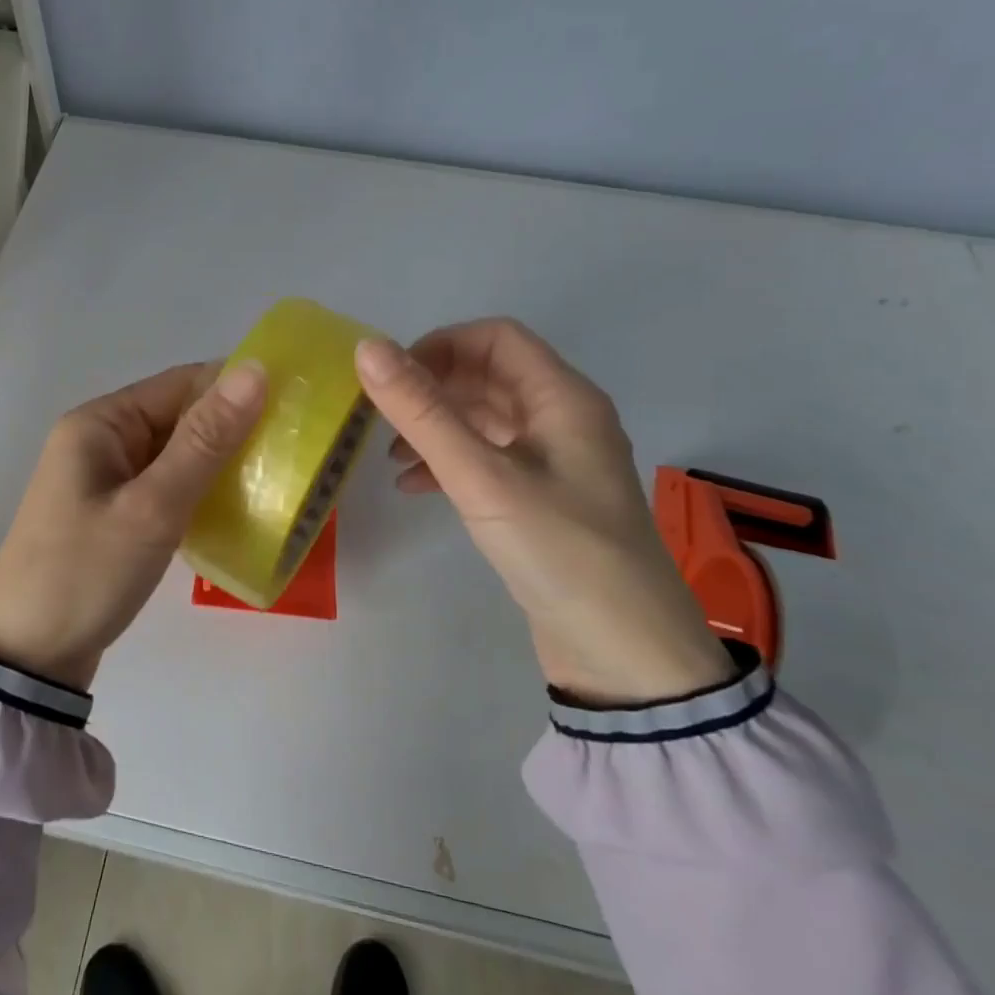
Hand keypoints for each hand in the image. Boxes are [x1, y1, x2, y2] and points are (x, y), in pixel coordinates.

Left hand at [0, 360, 267, 688]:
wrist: (26, 659)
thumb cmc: (86, 572)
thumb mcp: (152, 506)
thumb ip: (205, 440)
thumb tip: (254, 370)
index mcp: (100, 423)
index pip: (180, 384)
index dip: (236, 388)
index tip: (294, 405)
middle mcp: (100, 440)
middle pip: (178, 416)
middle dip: (232, 428)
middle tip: (295, 447)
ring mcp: (105, 479)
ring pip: (176, 453)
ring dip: (219, 462)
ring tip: (278, 475)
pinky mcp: (114, 514)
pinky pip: (165, 485)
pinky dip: (199, 490)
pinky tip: (237, 506)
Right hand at [355, 319, 733, 705]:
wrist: (626, 657)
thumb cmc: (559, 550)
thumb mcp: (481, 477)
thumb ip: (422, 412)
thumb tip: (367, 348)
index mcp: (563, 398)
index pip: (496, 337)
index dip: (440, 345)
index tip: (392, 378)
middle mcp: (564, 419)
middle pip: (488, 376)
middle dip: (432, 389)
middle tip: (380, 418)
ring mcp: (556, 462)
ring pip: (485, 419)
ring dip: (436, 427)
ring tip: (391, 457)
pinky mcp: (544, 500)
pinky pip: (489, 459)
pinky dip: (449, 462)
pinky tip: (415, 488)